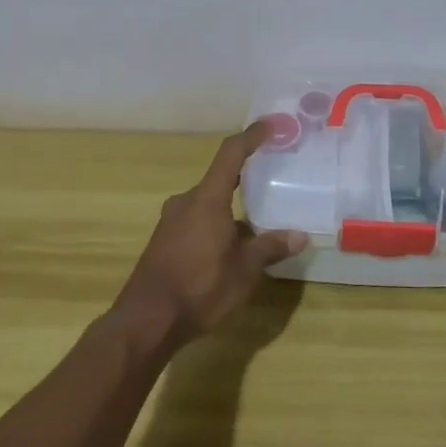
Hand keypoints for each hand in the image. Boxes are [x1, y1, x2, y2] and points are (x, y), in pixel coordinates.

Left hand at [112, 122, 307, 352]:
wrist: (145, 322)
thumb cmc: (199, 288)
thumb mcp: (244, 271)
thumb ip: (270, 248)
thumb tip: (300, 235)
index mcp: (207, 199)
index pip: (231, 154)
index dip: (251, 136)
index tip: (269, 125)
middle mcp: (186, 202)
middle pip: (219, 179)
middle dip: (244, 180)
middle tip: (270, 181)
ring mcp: (171, 222)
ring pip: (208, 203)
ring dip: (230, 208)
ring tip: (255, 222)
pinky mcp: (164, 241)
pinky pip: (196, 221)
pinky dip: (216, 224)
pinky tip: (230, 248)